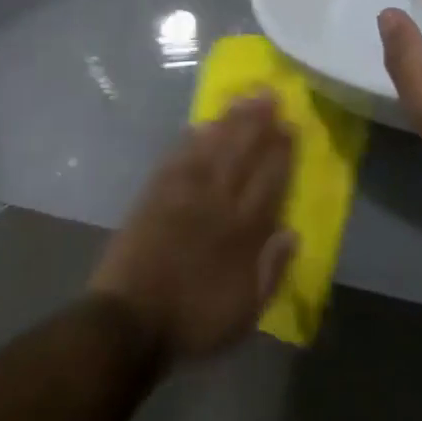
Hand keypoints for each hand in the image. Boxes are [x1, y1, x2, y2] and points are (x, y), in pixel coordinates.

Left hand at [89, 96, 298, 363]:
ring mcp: (183, 195)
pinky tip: (199, 125)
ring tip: (243, 98)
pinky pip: (176, 159)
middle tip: (270, 95)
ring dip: (229, 121)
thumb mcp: (245, 312)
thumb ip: (271, 271)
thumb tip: (292, 232)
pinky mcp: (154, 196)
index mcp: (242, 230)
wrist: (129, 325)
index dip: (281, 152)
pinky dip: (189, 140)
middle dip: (258, 123)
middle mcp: (216, 203)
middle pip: (241, 154)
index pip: (269, 181)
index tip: (290, 126)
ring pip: (211, 148)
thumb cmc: (192, 322)